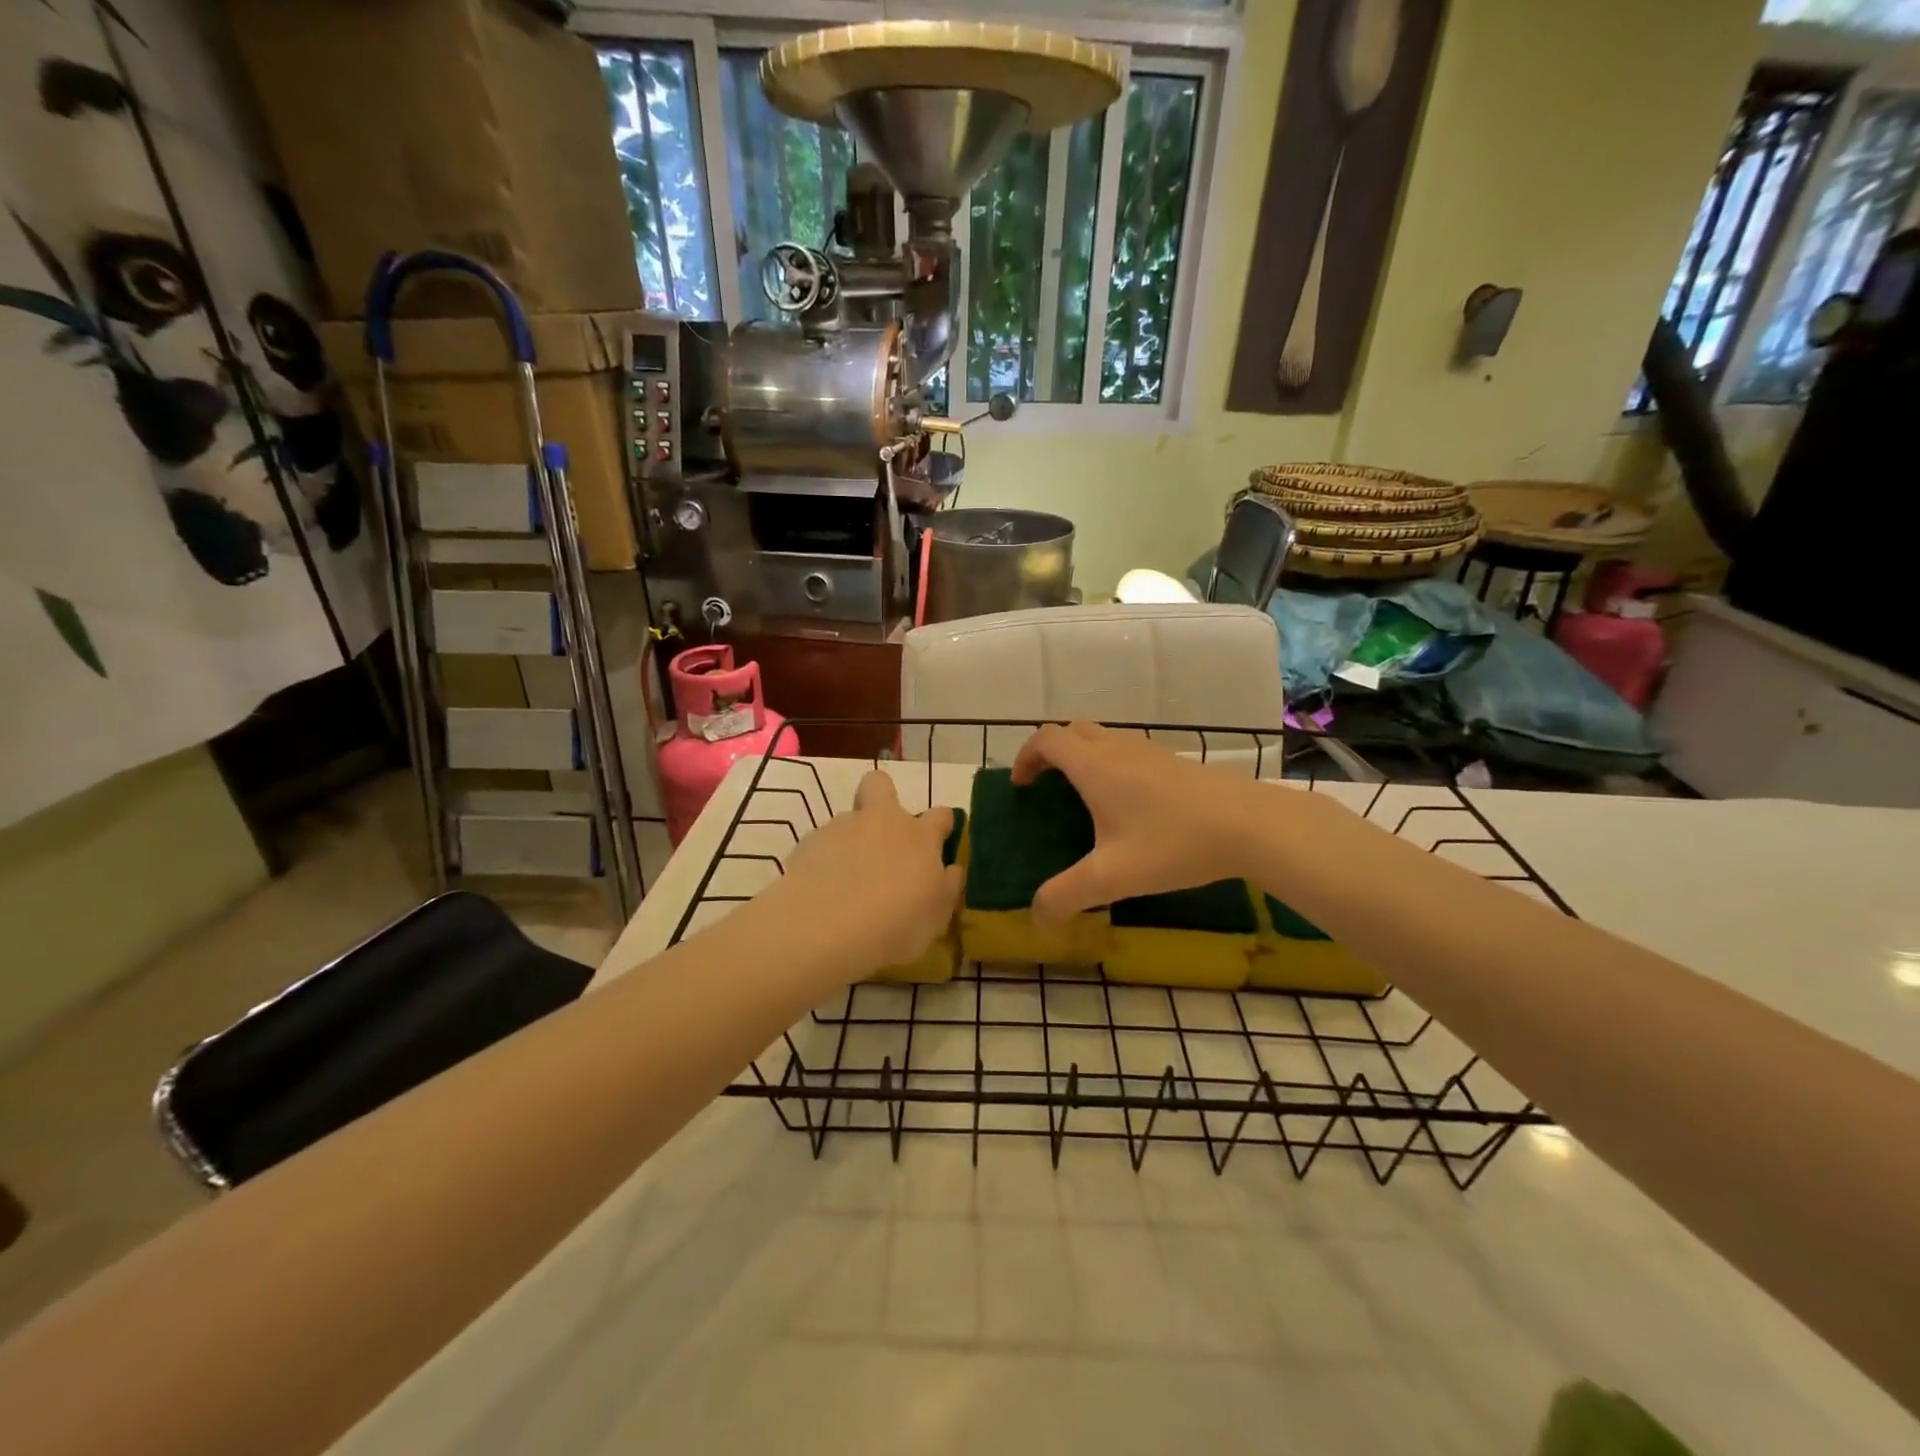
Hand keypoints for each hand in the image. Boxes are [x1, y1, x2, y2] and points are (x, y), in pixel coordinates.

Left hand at [763, 770, 963, 978]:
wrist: (825, 928)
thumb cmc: (895, 924)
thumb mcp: (936, 916)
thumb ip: (946, 888)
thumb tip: (952, 870)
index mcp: (919, 836)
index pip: (940, 815)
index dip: (942, 825)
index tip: (940, 841)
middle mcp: (882, 820)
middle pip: (881, 785)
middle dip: (882, 797)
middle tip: (882, 835)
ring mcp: (842, 827)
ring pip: (849, 821)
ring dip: (852, 842)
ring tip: (846, 883)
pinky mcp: (809, 842)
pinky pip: (822, 845)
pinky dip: (825, 862)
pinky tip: (823, 892)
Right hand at [1013, 722, 1289, 921]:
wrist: (1250, 825)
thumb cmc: (1173, 843)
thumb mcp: (1112, 877)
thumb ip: (1067, 896)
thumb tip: (1036, 916)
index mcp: (1094, 766)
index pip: (1046, 739)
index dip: (1025, 757)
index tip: (1022, 787)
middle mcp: (1117, 749)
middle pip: (1072, 730)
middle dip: (1051, 752)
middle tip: (1046, 786)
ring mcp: (1150, 751)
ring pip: (1103, 737)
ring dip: (1082, 756)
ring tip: (1083, 795)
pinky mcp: (1174, 761)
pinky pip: (1128, 750)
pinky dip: (1111, 763)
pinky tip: (1128, 804)